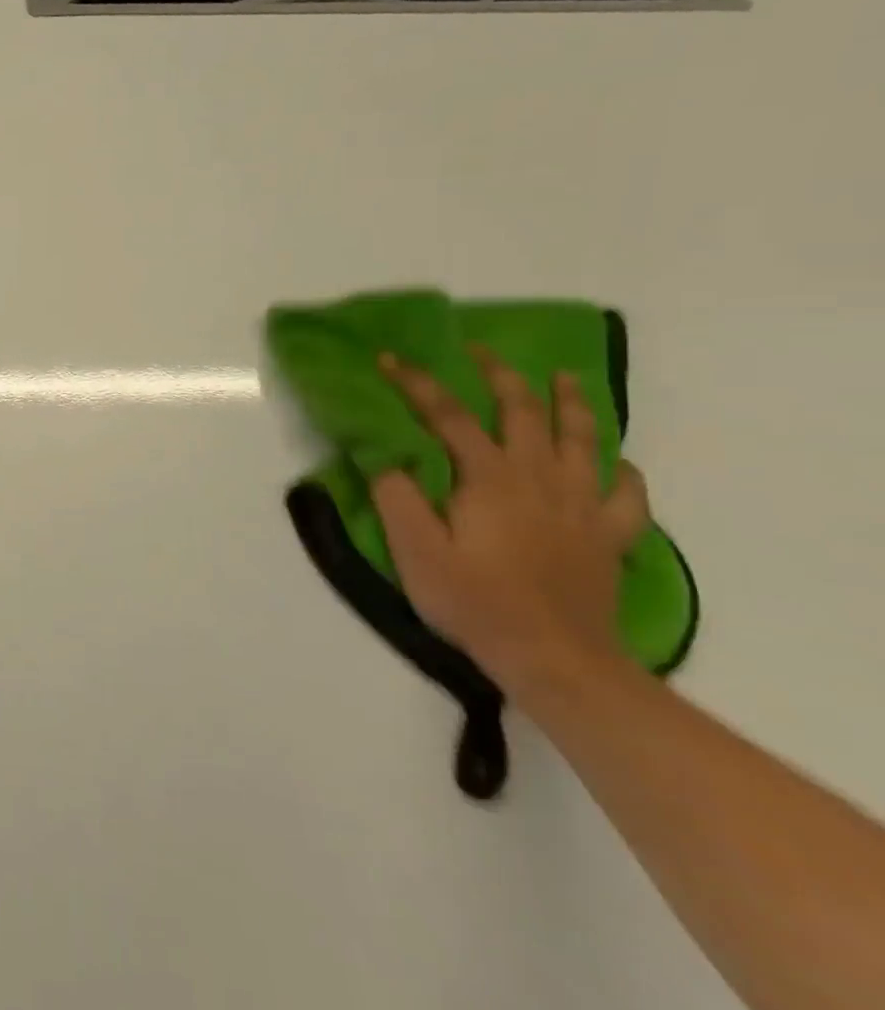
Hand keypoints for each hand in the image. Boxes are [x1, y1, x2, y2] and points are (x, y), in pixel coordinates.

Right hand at [371, 349, 651, 696]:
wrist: (556, 659)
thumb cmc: (475, 601)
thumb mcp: (415, 549)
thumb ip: (397, 496)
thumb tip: (385, 454)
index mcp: (489, 478)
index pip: (446, 415)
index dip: (416, 383)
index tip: (389, 359)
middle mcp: (539, 478)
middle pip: (522, 410)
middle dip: (499, 374)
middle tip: (481, 350)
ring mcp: (582, 506)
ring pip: (582, 439)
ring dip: (571, 402)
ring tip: (564, 377)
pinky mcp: (610, 536)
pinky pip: (626, 494)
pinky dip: (621, 471)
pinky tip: (613, 463)